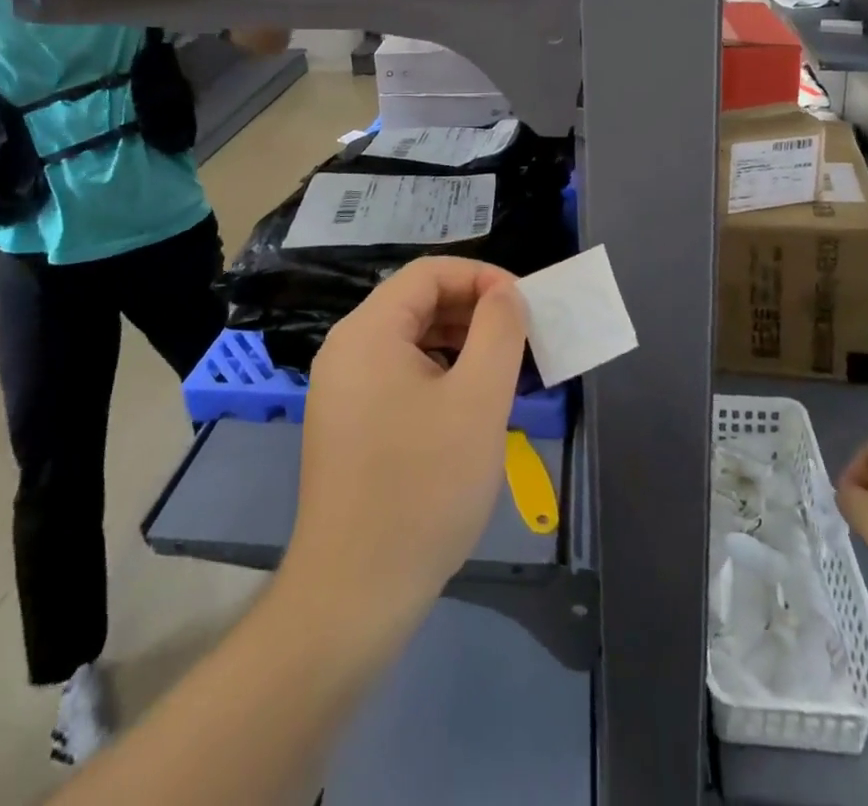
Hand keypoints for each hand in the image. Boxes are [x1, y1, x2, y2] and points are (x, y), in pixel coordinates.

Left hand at [286, 259, 526, 626]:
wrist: (354, 594)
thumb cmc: (423, 488)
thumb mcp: (478, 401)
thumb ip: (498, 331)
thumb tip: (506, 293)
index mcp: (368, 331)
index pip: (429, 273)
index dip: (482, 277)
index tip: (524, 306)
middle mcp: (347, 349)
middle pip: (417, 303)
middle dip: (474, 311)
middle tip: (522, 339)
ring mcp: (342, 389)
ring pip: (410, 341)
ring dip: (460, 344)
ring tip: (504, 370)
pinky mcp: (348, 424)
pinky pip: (399, 376)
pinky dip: (439, 375)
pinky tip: (469, 405)